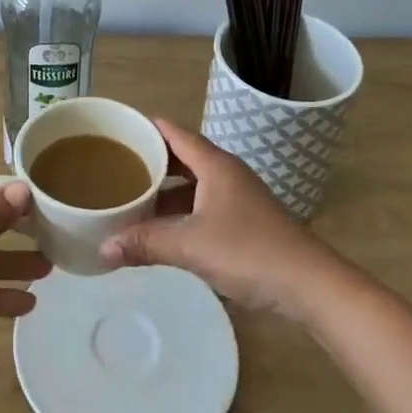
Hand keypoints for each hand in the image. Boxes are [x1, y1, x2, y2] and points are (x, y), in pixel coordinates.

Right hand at [99, 120, 341, 319]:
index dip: (145, 128)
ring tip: (130, 199)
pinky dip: (179, 212)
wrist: (309, 284)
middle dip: (149, 161)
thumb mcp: (191, 245)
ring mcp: (237, 198)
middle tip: (114, 168)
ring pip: (191, 185)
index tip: (116, 130)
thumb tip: (102, 247)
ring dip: (164, 191)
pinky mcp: (243, 222)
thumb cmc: (249, 251)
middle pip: (181, 157)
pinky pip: (201, 206)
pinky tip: (161, 230)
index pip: (174, 133)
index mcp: (215, 165)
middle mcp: (226, 174)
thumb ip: (146, 242)